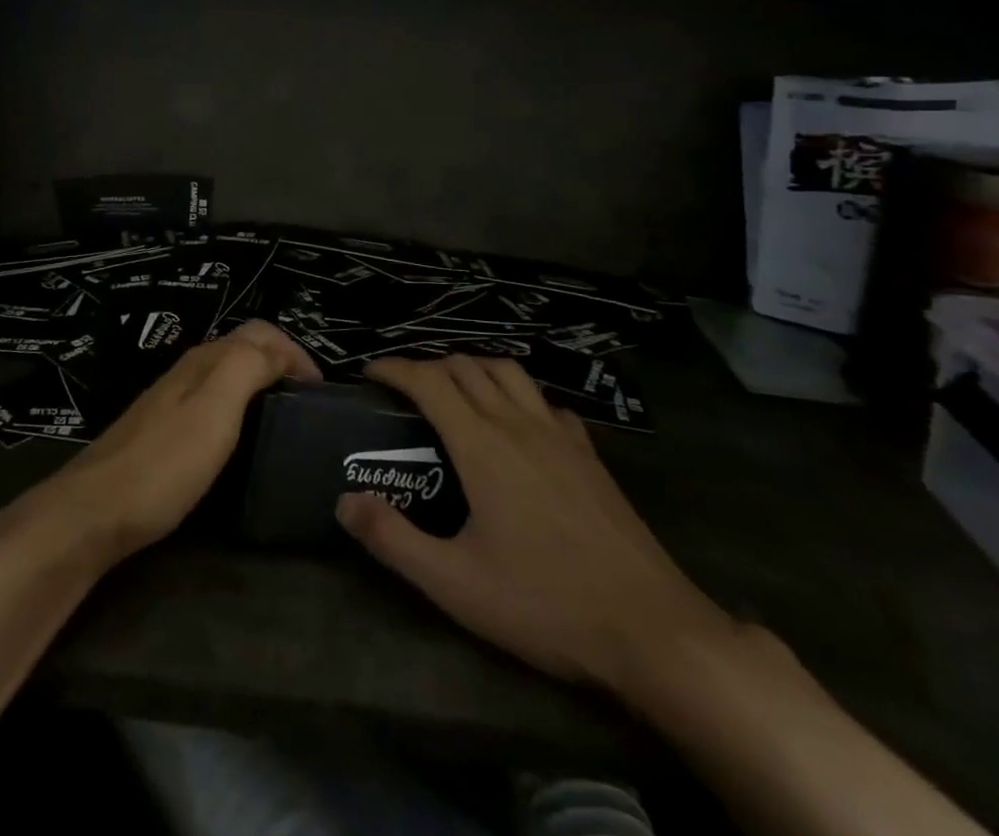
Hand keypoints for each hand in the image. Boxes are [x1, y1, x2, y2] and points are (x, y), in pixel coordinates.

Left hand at [0, 320, 320, 570]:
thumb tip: (279, 350)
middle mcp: (187, 371)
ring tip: (284, 424)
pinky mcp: (162, 432)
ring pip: (226, 376)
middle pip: (242, 349)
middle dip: (280, 365)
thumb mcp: (214, 409)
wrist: (94, 511)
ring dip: (260, 386)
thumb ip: (247, 367)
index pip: (260, 332)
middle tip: (307, 407)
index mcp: (204, 361)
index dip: (296, 352)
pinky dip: (239, 410)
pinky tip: (242, 442)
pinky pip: (211, 404)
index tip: (321, 393)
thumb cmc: (163, 463)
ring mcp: (171, 402)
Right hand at [336, 356, 735, 698]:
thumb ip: (392, 539)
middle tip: (404, 391)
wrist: (654, 632)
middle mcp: (518, 424)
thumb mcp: (455, 583)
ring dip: (473, 369)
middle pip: (466, 366)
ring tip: (455, 393)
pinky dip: (519, 396)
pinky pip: (546, 402)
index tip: (369, 374)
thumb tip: (343, 501)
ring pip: (509, 372)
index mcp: (481, 445)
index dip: (394, 368)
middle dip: (427, 366)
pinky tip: (518, 425)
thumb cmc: (546, 604)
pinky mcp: (590, 455)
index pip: (428, 379)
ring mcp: (560, 436)